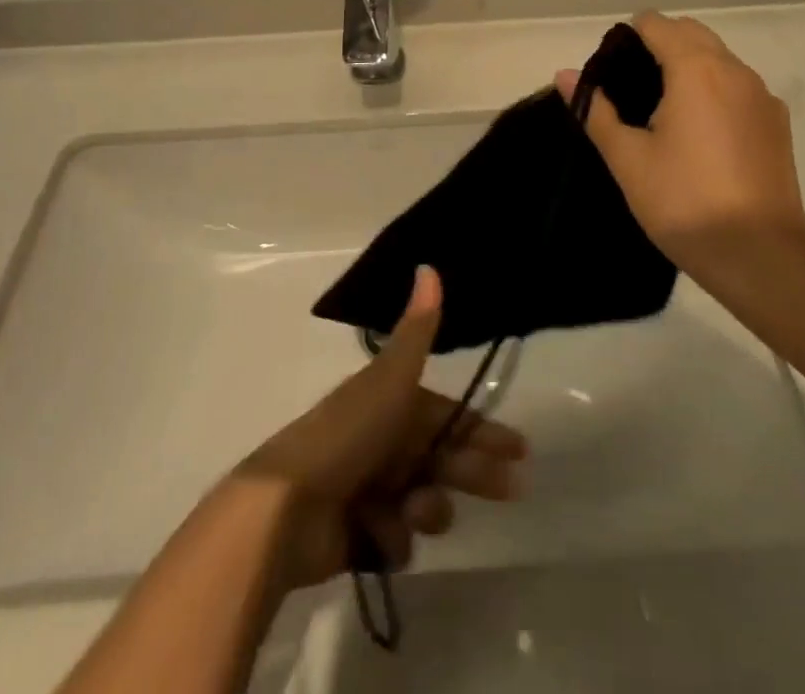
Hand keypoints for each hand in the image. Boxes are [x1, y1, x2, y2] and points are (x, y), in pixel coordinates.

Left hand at [232, 266, 526, 589]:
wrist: (285, 507)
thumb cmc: (346, 436)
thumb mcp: (389, 380)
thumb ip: (416, 331)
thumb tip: (429, 266)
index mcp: (389, 404)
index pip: (447, 416)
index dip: (482, 429)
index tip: (518, 451)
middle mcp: (381, 442)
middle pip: (440, 458)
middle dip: (475, 472)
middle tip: (512, 491)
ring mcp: (368, 490)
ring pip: (422, 500)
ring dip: (429, 506)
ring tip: (418, 510)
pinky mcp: (355, 535)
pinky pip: (393, 538)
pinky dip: (391, 536)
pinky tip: (378, 532)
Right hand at [557, 12, 804, 279]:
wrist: (761, 258)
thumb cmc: (684, 202)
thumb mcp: (628, 159)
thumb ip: (595, 110)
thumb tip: (564, 74)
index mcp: (696, 69)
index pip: (656, 24)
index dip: (628, 38)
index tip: (611, 73)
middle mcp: (734, 70)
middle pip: (691, 33)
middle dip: (658, 45)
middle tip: (631, 90)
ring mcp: (762, 96)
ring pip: (718, 58)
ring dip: (689, 66)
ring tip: (662, 112)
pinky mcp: (777, 122)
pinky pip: (738, 86)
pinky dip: (714, 90)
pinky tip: (700, 135)